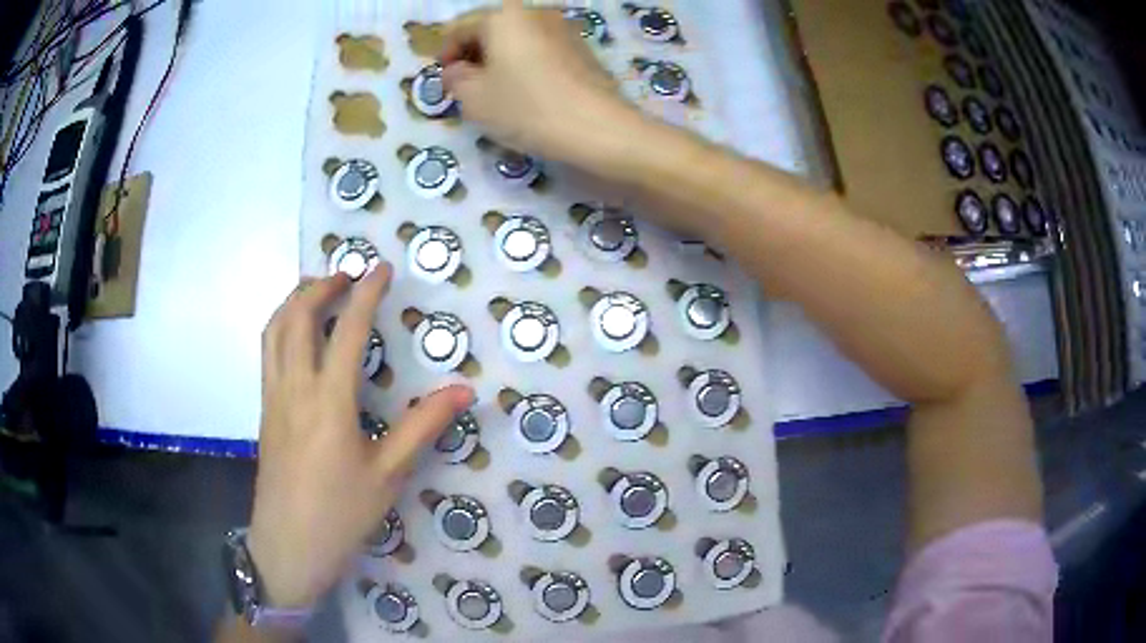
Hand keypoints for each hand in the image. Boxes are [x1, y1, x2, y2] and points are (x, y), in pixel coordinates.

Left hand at [248, 265, 473, 607]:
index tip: (381, 269)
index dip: (366, 293)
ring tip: (318, 291)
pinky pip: (267, 351)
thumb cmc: (341, 513)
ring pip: (274, 329)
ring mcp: (273, 397)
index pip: (346, 330)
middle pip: (297, 316)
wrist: (289, 545)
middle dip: (321, 285)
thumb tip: (462, 390)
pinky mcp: (265, 410)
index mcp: (329, 401)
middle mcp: (295, 388)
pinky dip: (281, 324)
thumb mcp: (388, 474)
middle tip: (347, 274)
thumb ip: (423, 426)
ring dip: (294, 299)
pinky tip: (297, 335)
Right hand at [440, 1, 646, 174]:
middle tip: (467, 88)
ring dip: (499, 60)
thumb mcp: (474, 98)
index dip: (445, 54)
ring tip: (497, 92)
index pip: (459, 28)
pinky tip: (527, 91)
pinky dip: (525, 63)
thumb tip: (457, 70)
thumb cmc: (527, 108)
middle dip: (473, 55)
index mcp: (503, 16)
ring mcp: (563, 27)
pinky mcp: (582, 47)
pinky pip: (540, 49)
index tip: (445, 82)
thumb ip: (455, 79)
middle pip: (490, 28)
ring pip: (517, 39)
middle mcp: (534, 12)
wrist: (600, 128)